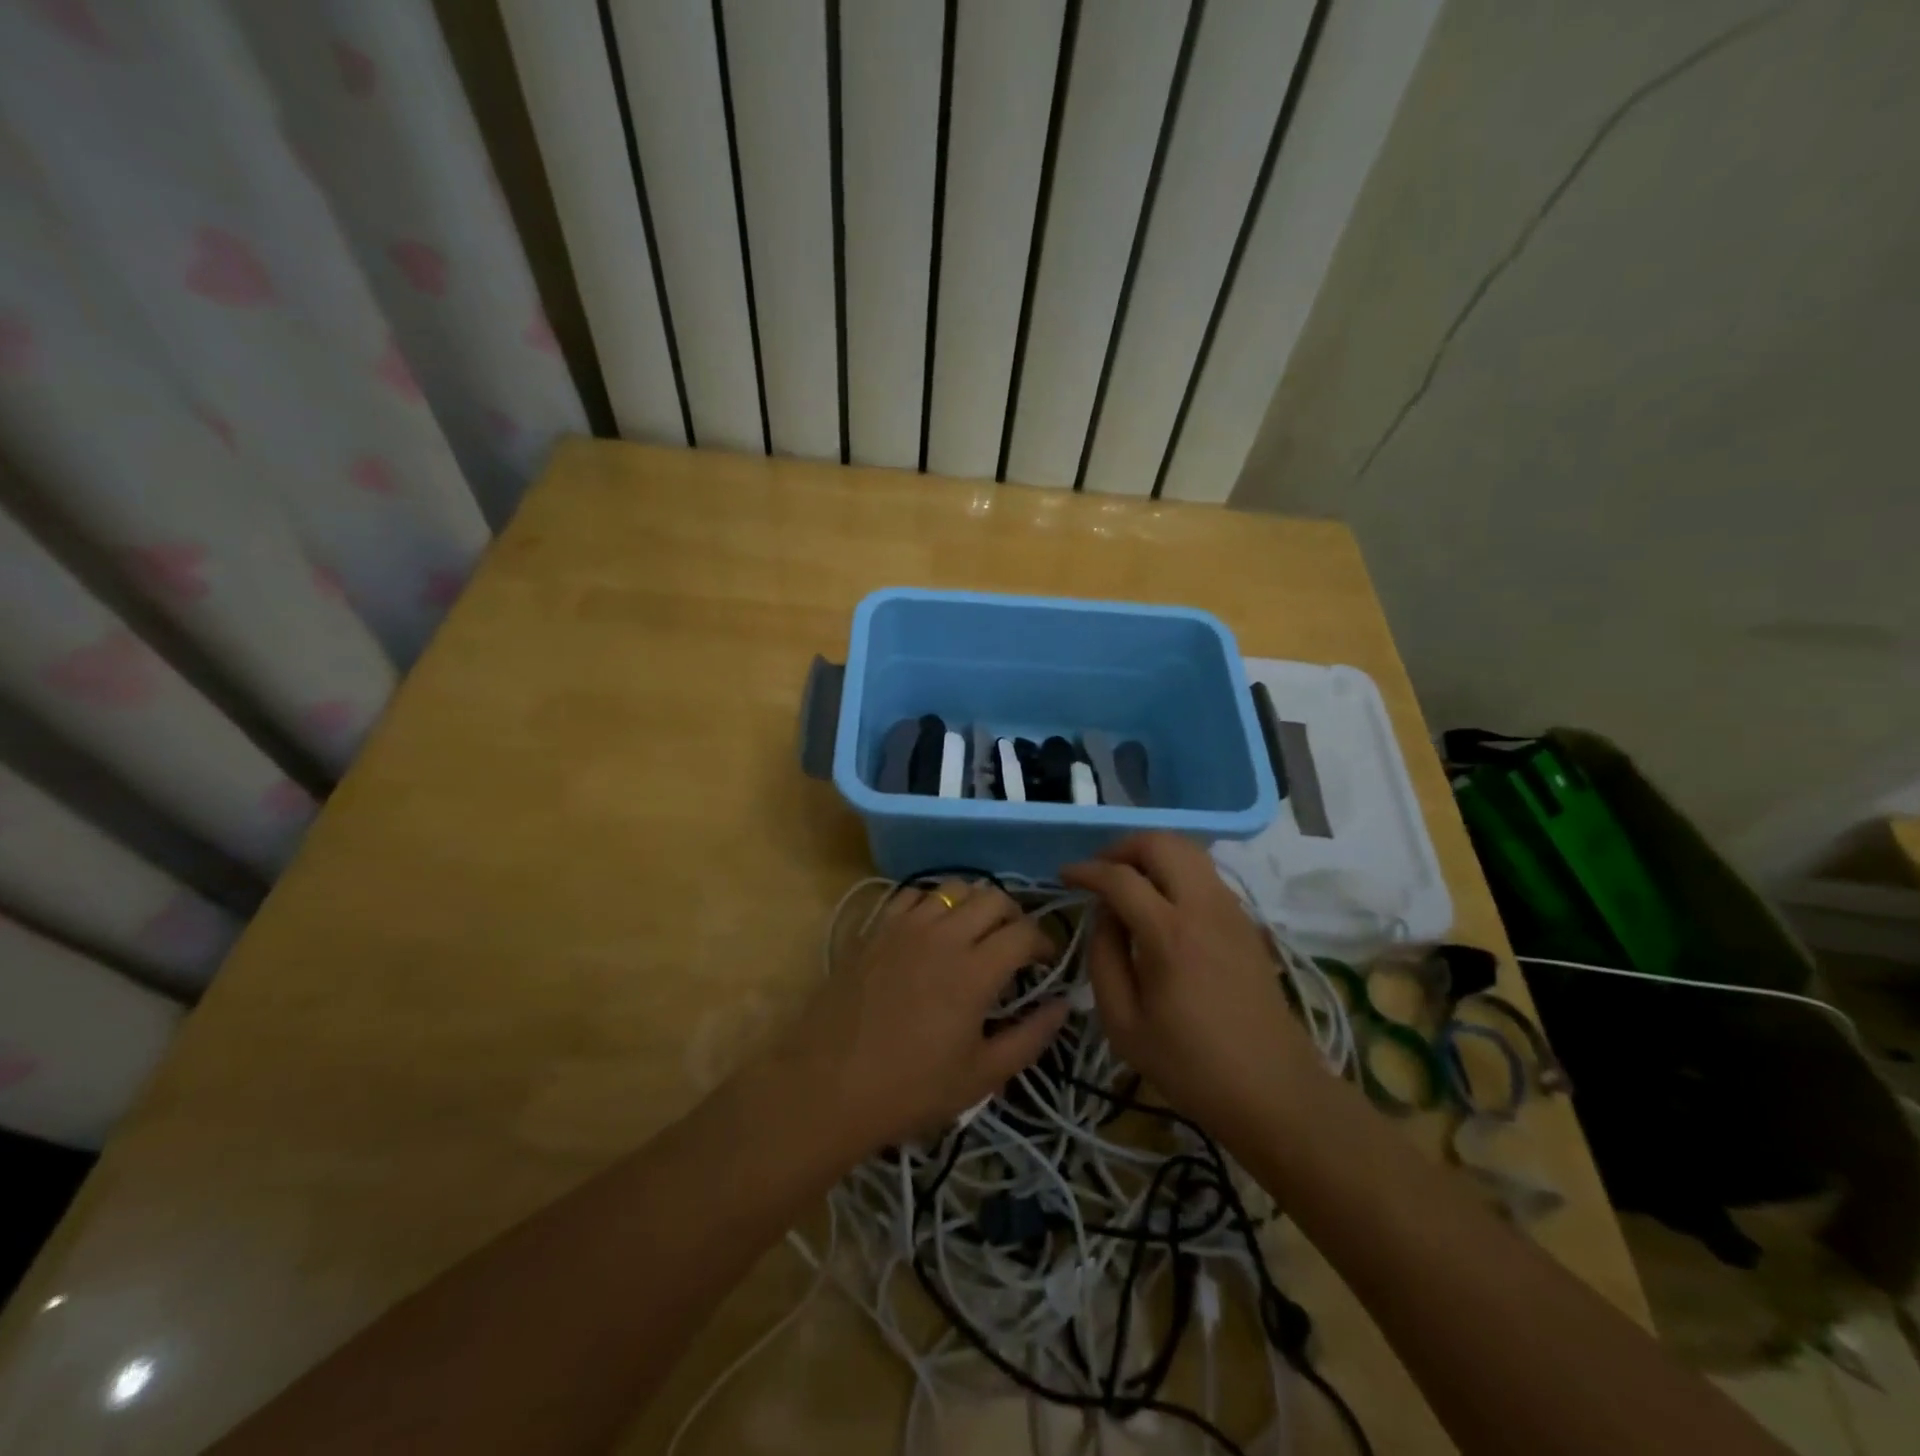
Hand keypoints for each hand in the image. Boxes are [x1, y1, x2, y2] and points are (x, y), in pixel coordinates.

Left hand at [777, 881, 1068, 1155]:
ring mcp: (904, 925)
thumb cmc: (910, 1089)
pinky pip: (913, 895)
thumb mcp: (981, 1076)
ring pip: (954, 888)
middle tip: (1014, 946)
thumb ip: (1031, 1037)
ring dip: (975, 904)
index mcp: (975, 970)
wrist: (827, 1086)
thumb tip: (1064, 1005)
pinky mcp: (875, 927)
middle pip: (993, 897)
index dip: (1044, 943)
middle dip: (1014, 916)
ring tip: (974, 933)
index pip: (1025, 932)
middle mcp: (943, 935)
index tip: (1045, 963)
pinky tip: (932, 930)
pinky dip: (933, 904)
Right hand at [1063, 834, 1318, 1136]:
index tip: (1065, 876)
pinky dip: (1176, 870)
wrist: (1274, 1091)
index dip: (1086, 870)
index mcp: (1169, 934)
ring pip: (1188, 850)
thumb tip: (1103, 914)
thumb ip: (1103, 958)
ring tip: (1127, 881)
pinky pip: (1206, 873)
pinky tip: (1161, 902)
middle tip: (1099, 872)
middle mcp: (1203, 907)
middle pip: (1161, 843)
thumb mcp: (1123, 1024)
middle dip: (1121, 847)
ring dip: (1151, 854)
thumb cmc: (1191, 1066)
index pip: (1119, 877)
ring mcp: (1231, 910)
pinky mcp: (1246, 921)